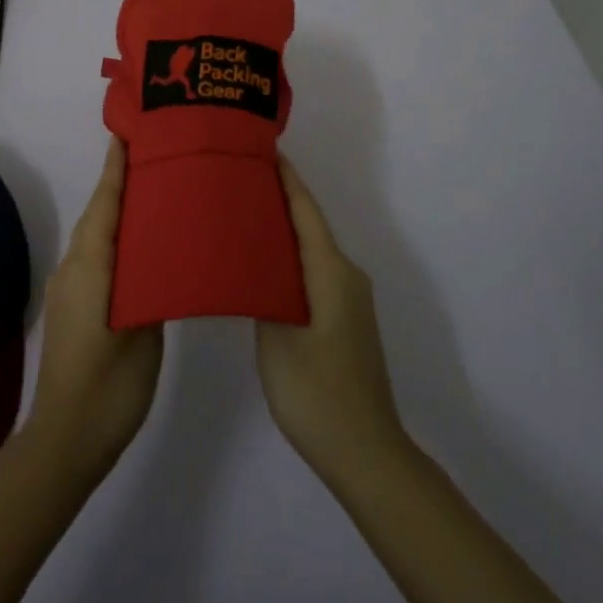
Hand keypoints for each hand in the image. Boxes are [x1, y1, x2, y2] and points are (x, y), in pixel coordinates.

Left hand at [27, 138, 163, 476]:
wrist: (64, 442)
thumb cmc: (109, 388)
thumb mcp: (143, 336)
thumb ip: (151, 289)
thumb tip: (162, 254)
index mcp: (90, 268)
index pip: (105, 206)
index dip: (115, 170)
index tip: (126, 135)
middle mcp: (72, 269)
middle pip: (98, 215)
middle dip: (119, 184)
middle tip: (154, 158)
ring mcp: (67, 289)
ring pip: (94, 237)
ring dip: (116, 212)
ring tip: (152, 195)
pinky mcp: (70, 307)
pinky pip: (92, 258)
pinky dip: (112, 240)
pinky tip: (138, 248)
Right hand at [255, 157, 407, 486]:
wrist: (365, 453)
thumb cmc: (316, 392)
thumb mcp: (276, 337)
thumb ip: (263, 289)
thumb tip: (254, 258)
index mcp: (331, 270)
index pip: (305, 210)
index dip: (286, 178)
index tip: (262, 148)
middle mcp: (346, 275)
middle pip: (309, 225)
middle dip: (277, 199)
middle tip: (237, 180)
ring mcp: (349, 299)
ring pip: (311, 250)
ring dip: (281, 231)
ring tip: (242, 215)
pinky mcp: (344, 319)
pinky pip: (314, 273)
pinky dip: (289, 259)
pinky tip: (262, 265)